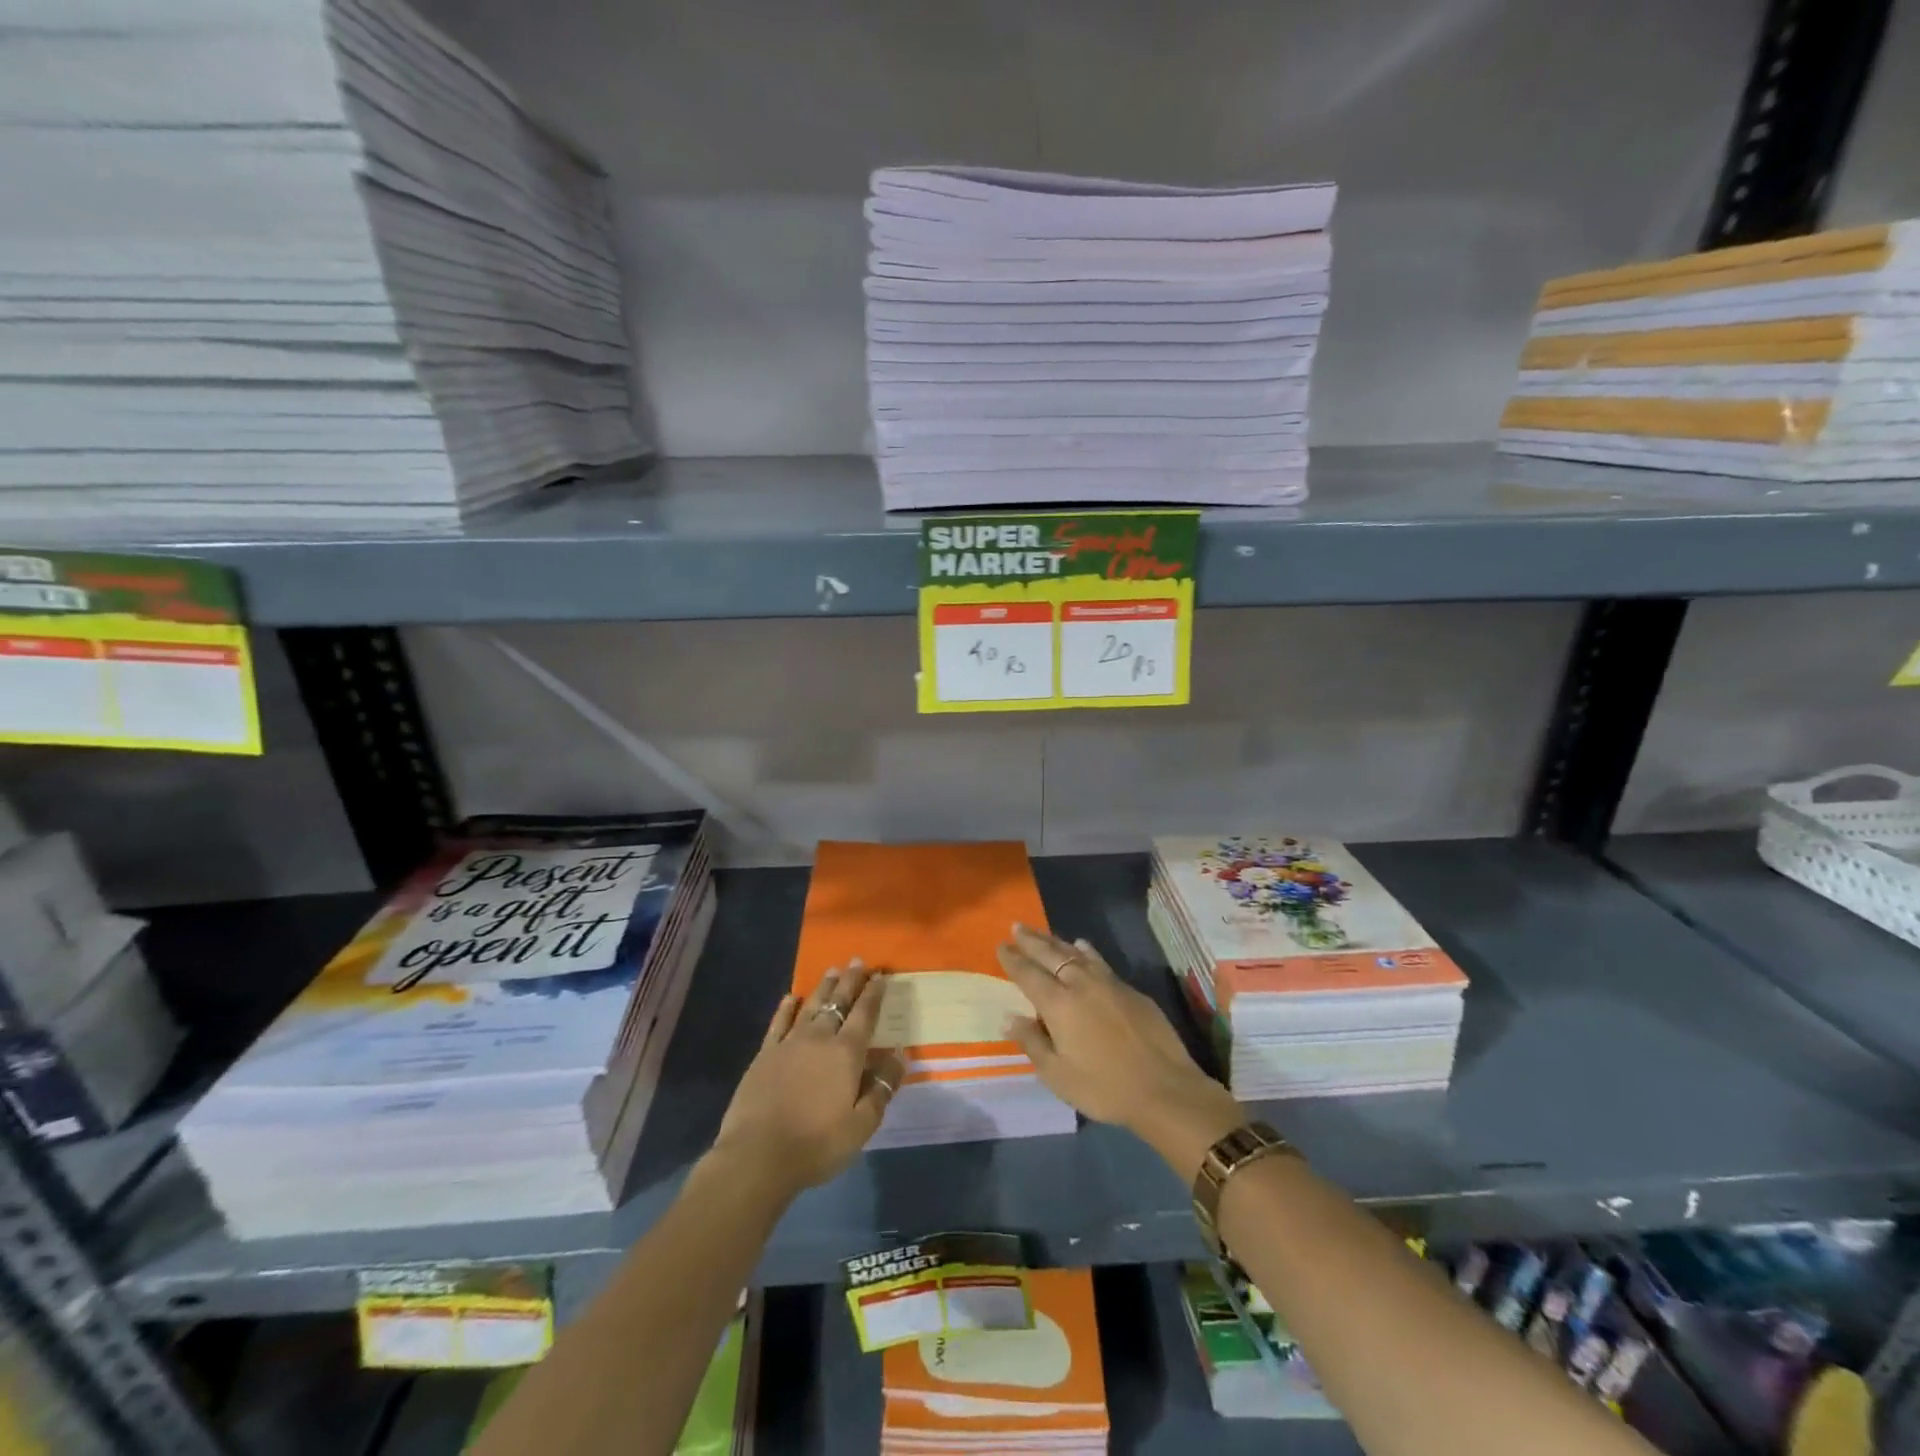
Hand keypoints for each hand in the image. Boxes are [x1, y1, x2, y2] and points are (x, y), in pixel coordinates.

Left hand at [711, 963, 905, 1196]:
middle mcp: (819, 1038)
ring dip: (823, 988)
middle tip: (856, 960)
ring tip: (831, 970)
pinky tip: (791, 998)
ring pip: (810, 1006)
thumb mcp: (862, 1124)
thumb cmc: (817, 1144)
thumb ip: (882, 1088)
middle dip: (850, 981)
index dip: (873, 993)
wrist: (757, 1156)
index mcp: (846, 1053)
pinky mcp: (764, 1055)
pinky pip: (778, 1023)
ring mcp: (789, 1044)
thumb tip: (899, 1056)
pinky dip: (786, 1008)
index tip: (880, 975)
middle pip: (838, 1002)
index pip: (864, 1014)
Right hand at [997, 924, 1243, 1176]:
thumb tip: (1009, 1017)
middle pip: (1051, 955)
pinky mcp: (1131, 990)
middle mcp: (1081, 984)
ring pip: (1077, 953)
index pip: (1028, 974)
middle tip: (1017, 927)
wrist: (1164, 1088)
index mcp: (1058, 1004)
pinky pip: (1099, 961)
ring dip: (1057, 942)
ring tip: (1045, 933)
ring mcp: (1109, 983)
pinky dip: (1086, 951)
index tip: (1001, 945)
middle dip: (1032, 941)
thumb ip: (1032, 1042)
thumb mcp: (1058, 1075)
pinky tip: (1084, 947)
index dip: (1013, 960)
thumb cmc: (1104, 1087)